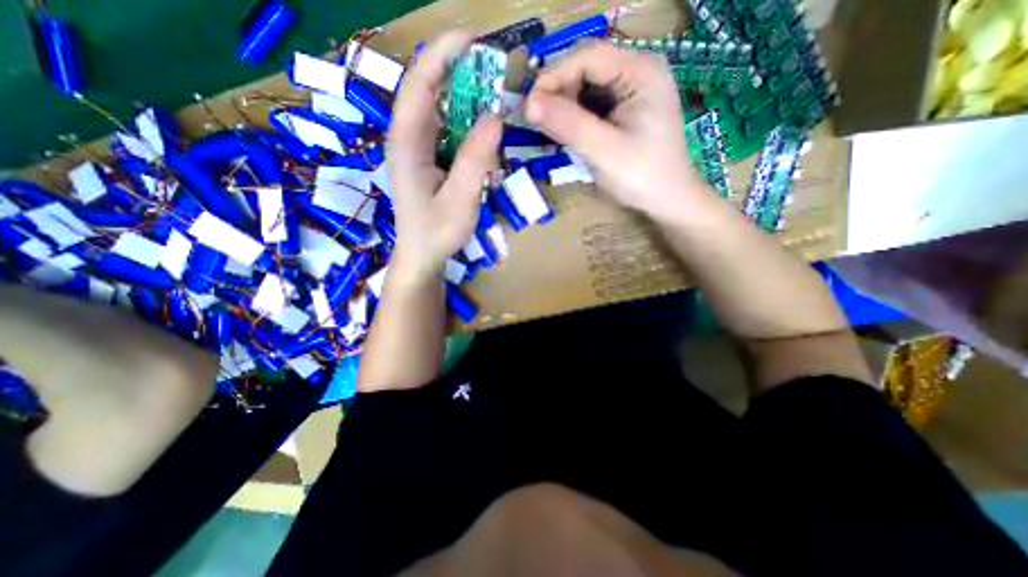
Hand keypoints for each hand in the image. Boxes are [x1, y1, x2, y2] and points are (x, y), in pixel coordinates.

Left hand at [388, 28, 505, 279]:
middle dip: (461, 76)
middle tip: (496, 75)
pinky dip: (469, 130)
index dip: (443, 56)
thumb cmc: (436, 232)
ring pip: (442, 112)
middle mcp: (408, 138)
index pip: (419, 85)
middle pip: (430, 92)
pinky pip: (449, 134)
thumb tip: (495, 116)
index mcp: (406, 143)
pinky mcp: (429, 160)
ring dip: (468, 104)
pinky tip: (485, 142)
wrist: (423, 255)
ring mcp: (418, 149)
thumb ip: (476, 160)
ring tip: (495, 107)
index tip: (474, 41)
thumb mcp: (460, 199)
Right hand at [525, 40, 711, 218]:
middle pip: (586, 68)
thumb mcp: (602, 150)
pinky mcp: (626, 107)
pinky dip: (575, 116)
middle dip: (557, 93)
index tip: (528, 108)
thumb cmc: (641, 176)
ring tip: (550, 131)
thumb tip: (528, 106)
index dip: (552, 77)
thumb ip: (568, 124)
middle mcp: (638, 71)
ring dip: (563, 106)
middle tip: (536, 122)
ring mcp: (633, 89)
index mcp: (641, 72)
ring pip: (586, 86)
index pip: (587, 57)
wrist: (667, 199)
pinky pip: (593, 103)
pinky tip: (567, 133)